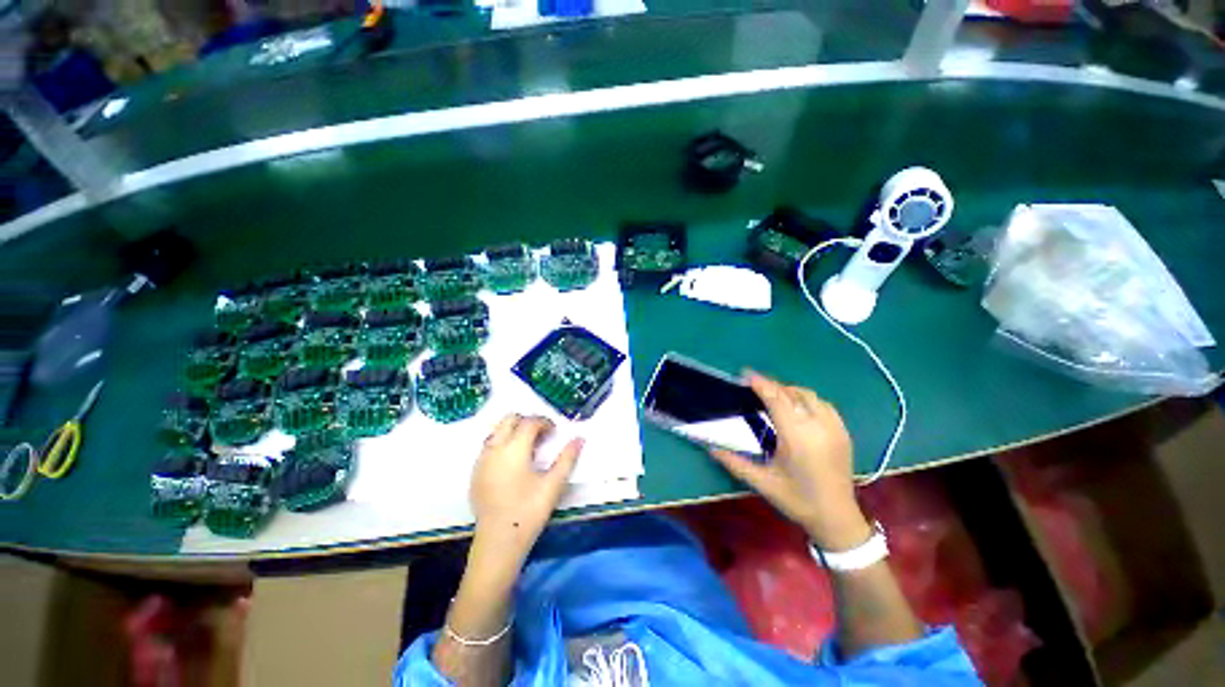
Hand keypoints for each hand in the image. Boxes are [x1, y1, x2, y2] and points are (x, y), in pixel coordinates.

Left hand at [470, 414, 582, 567]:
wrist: (498, 542)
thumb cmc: (529, 511)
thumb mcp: (553, 484)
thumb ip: (567, 458)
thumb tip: (580, 438)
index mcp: (514, 448)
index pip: (529, 422)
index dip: (545, 422)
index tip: (555, 432)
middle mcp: (494, 448)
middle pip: (509, 419)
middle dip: (527, 422)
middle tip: (542, 437)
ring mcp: (481, 460)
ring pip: (497, 431)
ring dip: (514, 432)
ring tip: (528, 450)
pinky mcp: (475, 473)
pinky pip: (489, 446)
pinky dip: (503, 444)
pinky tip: (513, 464)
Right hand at [709, 372, 871, 550]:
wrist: (837, 518)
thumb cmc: (797, 500)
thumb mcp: (762, 483)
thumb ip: (734, 463)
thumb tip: (710, 448)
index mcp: (797, 438)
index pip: (777, 400)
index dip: (761, 384)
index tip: (746, 374)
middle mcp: (818, 427)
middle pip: (792, 393)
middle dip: (772, 385)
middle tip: (754, 386)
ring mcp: (834, 428)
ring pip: (810, 396)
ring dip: (790, 391)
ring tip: (774, 395)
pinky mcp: (843, 432)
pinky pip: (824, 404)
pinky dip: (807, 399)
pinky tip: (797, 407)